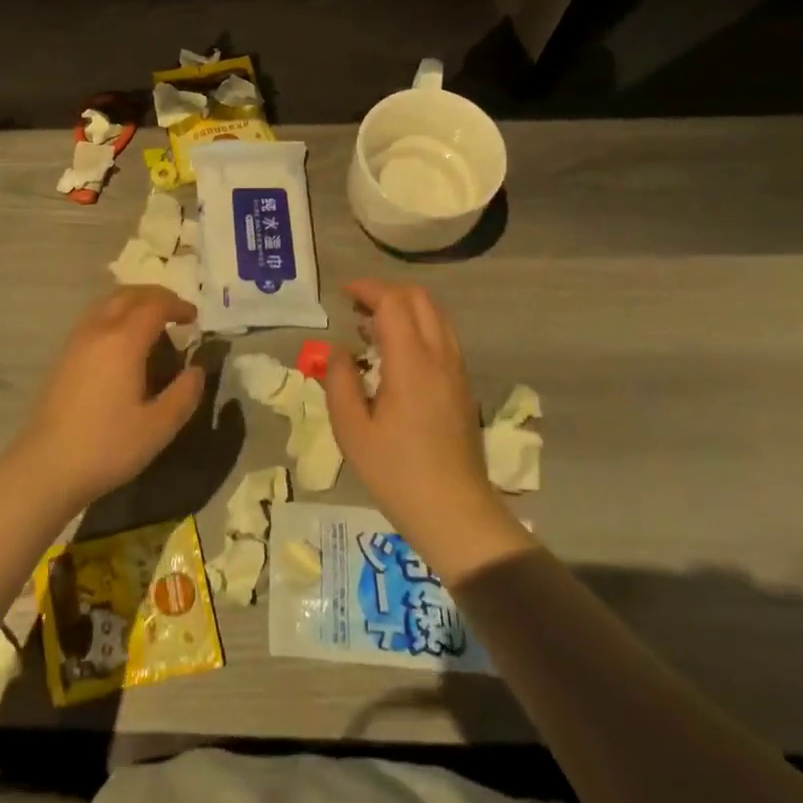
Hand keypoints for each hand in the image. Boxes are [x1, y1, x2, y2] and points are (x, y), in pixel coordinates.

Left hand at [12, 287, 205, 509]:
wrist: (47, 466)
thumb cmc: (107, 446)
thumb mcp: (158, 427)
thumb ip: (184, 394)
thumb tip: (197, 370)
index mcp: (123, 341)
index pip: (154, 306)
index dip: (178, 306)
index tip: (195, 319)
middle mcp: (97, 331)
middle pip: (128, 295)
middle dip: (155, 296)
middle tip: (176, 312)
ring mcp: (76, 342)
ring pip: (107, 304)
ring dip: (133, 303)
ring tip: (152, 324)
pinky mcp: (63, 356)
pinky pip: (94, 319)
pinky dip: (115, 316)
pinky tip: (123, 343)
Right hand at [325, 279, 529, 582]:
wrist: (455, 513)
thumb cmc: (396, 473)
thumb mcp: (351, 430)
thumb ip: (340, 381)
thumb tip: (339, 350)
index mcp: (412, 363)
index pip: (394, 302)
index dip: (367, 289)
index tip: (342, 294)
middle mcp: (440, 357)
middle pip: (420, 299)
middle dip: (386, 292)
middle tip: (356, 307)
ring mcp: (457, 371)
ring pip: (436, 315)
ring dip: (404, 308)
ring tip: (371, 327)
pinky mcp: (463, 386)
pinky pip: (443, 337)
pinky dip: (418, 327)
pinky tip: (395, 354)